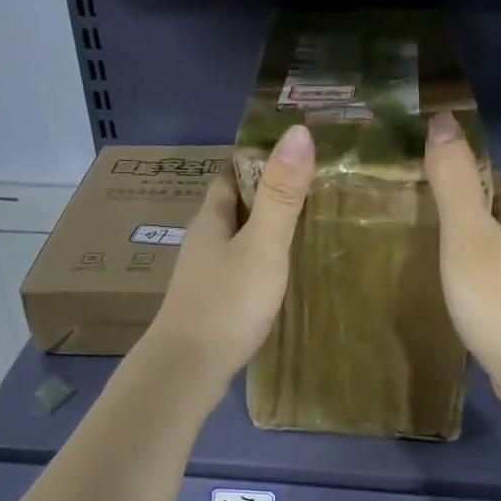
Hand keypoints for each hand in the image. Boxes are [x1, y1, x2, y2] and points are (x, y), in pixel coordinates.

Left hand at [141, 125, 315, 397]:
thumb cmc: (226, 302)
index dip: (258, 160)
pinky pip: (239, 270)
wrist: (187, 370)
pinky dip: (261, 263)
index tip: (295, 153)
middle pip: (234, 208)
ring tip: (307, 228)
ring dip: (265, 231)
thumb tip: (298, 130)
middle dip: (267, 195)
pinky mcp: (211, 304)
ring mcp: (204, 276)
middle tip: (313, 189)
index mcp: (211, 219)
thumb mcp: (262, 245)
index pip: (230, 175)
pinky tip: (283, 275)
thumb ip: (282, 193)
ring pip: (237, 241)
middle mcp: (203, 242)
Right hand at [424, 112, 500, 407]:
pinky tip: (443, 282)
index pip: (489, 175)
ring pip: (488, 244)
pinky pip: (486, 275)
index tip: (418, 164)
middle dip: (456, 202)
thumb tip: (443, 120)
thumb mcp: (467, 234)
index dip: (458, 165)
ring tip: (417, 239)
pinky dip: (464, 269)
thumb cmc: (497, 298)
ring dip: (460, 237)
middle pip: (489, 210)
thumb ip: (454, 182)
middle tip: (407, 202)